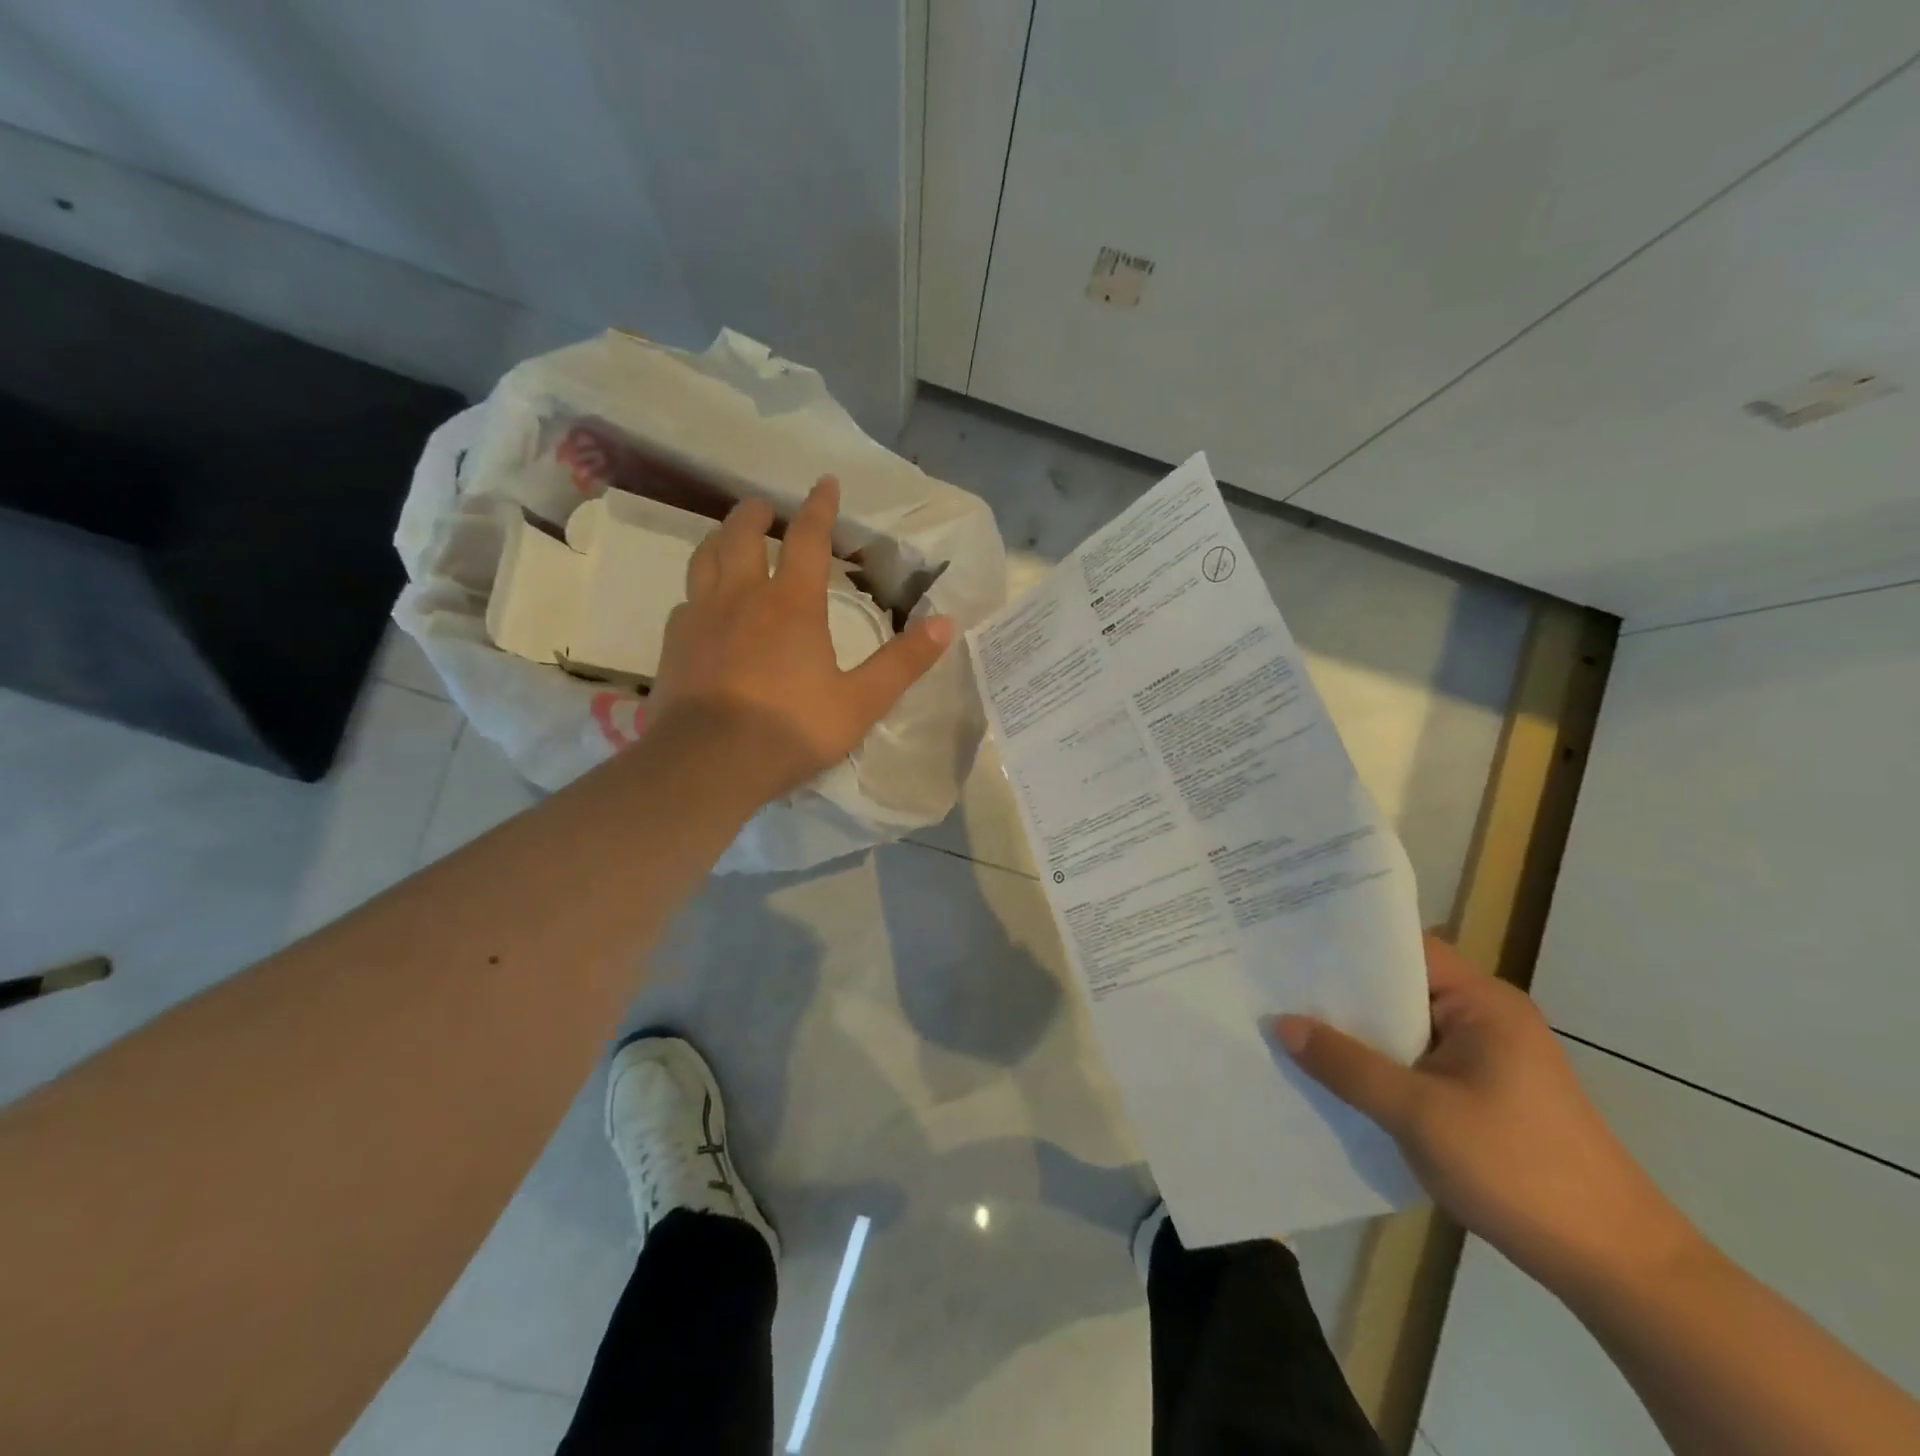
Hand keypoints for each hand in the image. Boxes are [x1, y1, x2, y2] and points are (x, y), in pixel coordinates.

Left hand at [649, 476, 953, 801]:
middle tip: (764, 506)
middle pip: (742, 535)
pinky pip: (687, 599)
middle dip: (756, 513)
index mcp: (792, 604)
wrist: (707, 764)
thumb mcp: (860, 703)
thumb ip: (903, 663)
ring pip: (705, 558)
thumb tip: (946, 623)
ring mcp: (702, 617)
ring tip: (729, 538)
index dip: (819, 507)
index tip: (825, 482)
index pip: (807, 538)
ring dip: (720, 539)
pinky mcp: (673, 643)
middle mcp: (742, 597)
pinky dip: (700, 589)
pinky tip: (703, 605)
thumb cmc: (790, 730)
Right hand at [1277, 936, 1699, 1296]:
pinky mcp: (1483, 1093)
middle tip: (1273, 982)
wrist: (1618, 1269)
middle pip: (1400, 986)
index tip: (1288, 941)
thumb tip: (1281, 1023)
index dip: (1346, 943)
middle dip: (1340, 990)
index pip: (1404, 948)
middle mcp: (1485, 1017)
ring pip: (1404, 1028)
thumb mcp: (1418, 1114)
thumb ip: (1346, 1065)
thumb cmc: (1519, 1170)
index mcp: (1482, 1003)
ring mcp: (1486, 1057)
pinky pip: (1416, 1061)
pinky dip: (1378, 1063)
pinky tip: (1333, 1073)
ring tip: (1288, 1022)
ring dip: (1356, 1032)